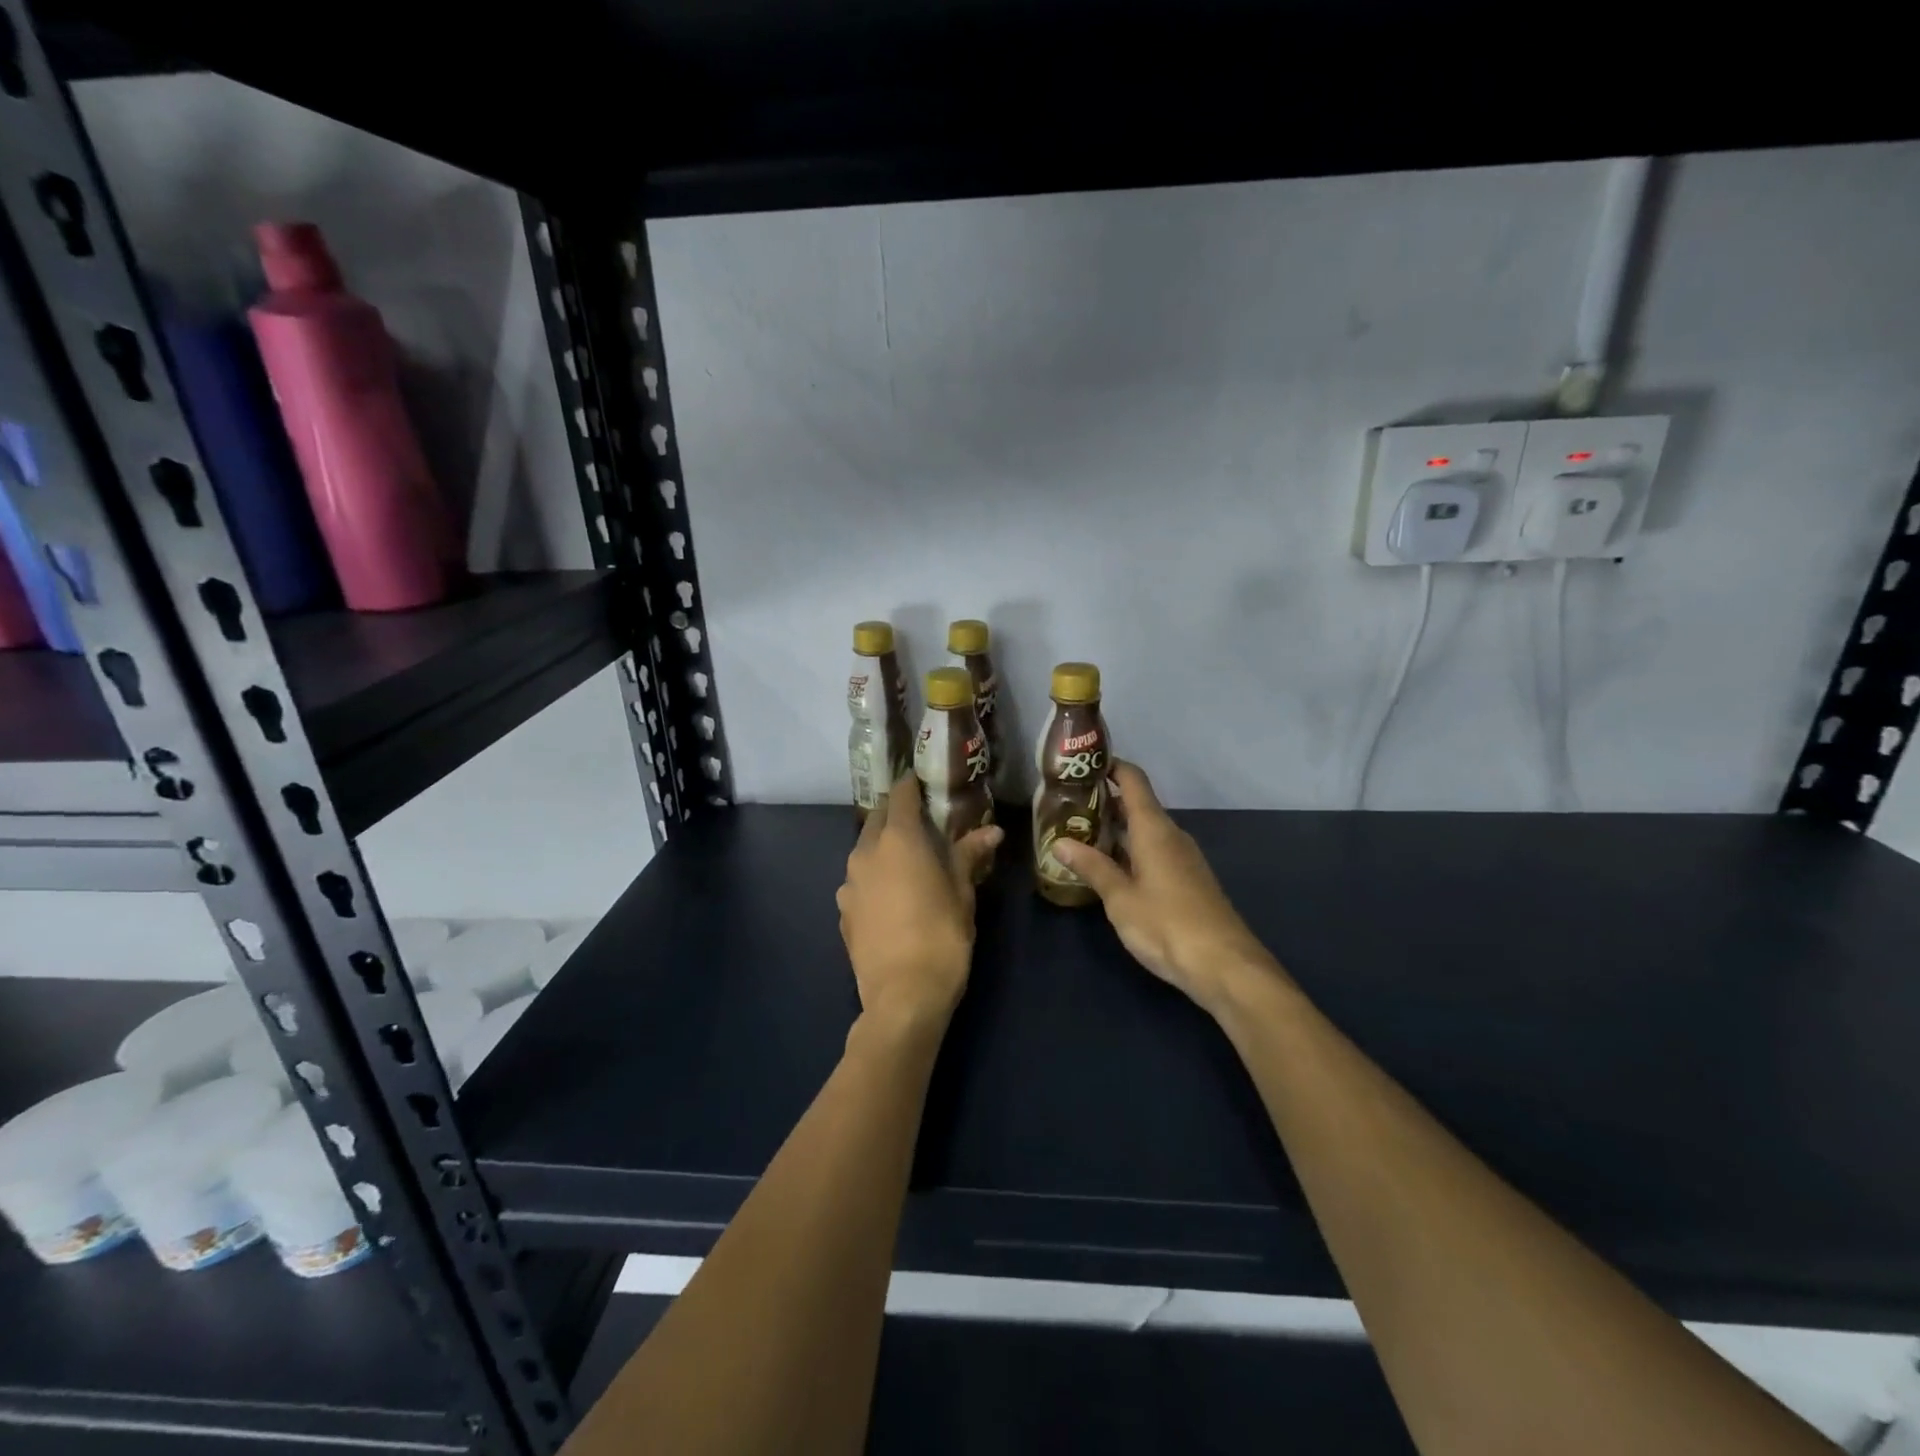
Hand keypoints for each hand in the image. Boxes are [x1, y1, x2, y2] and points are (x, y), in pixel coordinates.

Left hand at [837, 774, 1003, 1037]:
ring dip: (882, 847)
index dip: (912, 785)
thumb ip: (969, 855)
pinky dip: (873, 878)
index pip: (902, 795)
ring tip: (907, 861)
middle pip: (877, 819)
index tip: (925, 783)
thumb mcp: (962, 893)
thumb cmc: (941, 936)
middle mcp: (866, 853)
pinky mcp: (842, 911)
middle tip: (921, 822)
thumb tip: (991, 830)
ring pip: (864, 850)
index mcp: (898, 840)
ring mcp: (849, 883)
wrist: (902, 996)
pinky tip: (890, 898)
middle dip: (896, 814)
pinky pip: (858, 881)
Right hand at [1052, 762, 1287, 1017]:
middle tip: (1066, 807)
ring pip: (1145, 831)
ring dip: (1115, 829)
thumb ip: (1091, 867)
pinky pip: (1154, 851)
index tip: (1081, 765)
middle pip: (1137, 805)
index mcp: (1154, 829)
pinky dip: (1130, 850)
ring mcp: (1183, 858)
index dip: (1110, 766)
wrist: (1225, 965)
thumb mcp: (1120, 898)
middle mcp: (1171, 835)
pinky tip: (1109, 868)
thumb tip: (1059, 842)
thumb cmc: (1167, 925)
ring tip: (1080, 836)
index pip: (1133, 780)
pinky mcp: (1188, 880)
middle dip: (1104, 802)